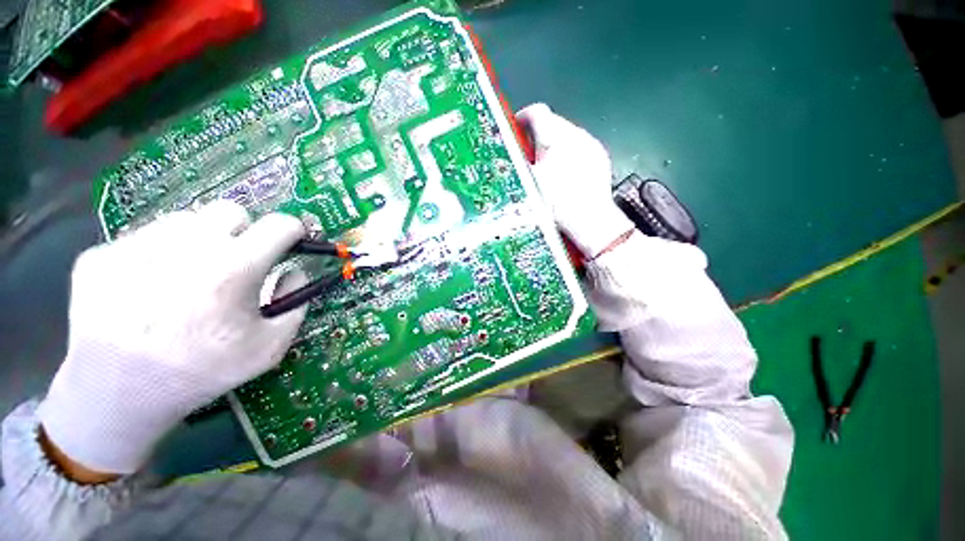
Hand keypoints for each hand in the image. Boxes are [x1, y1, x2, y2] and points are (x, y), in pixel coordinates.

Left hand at [38, 201, 306, 475]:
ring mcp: (138, 244)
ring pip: (185, 222)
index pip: (280, 225)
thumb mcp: (270, 346)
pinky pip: (142, 241)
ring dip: (198, 243)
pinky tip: (147, 291)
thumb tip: (295, 272)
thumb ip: (296, 303)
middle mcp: (188, 244)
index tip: (291, 241)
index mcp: (235, 267)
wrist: (117, 395)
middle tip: (235, 262)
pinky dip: (155, 258)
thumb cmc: (202, 371)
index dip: (293, 231)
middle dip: (243, 232)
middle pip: (231, 211)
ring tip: (187, 279)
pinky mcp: (102, 255)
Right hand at [516, 103, 633, 256]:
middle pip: (552, 122)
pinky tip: (566, 173)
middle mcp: (575, 133)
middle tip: (528, 155)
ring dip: (554, 145)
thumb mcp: (527, 184)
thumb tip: (508, 151)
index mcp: (554, 137)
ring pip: (567, 134)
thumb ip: (517, 162)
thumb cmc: (554, 204)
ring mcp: (591, 144)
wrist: (589, 221)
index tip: (515, 131)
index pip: (536, 112)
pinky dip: (570, 154)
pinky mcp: (601, 156)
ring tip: (547, 166)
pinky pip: (581, 146)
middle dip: (538, 135)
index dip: (522, 119)